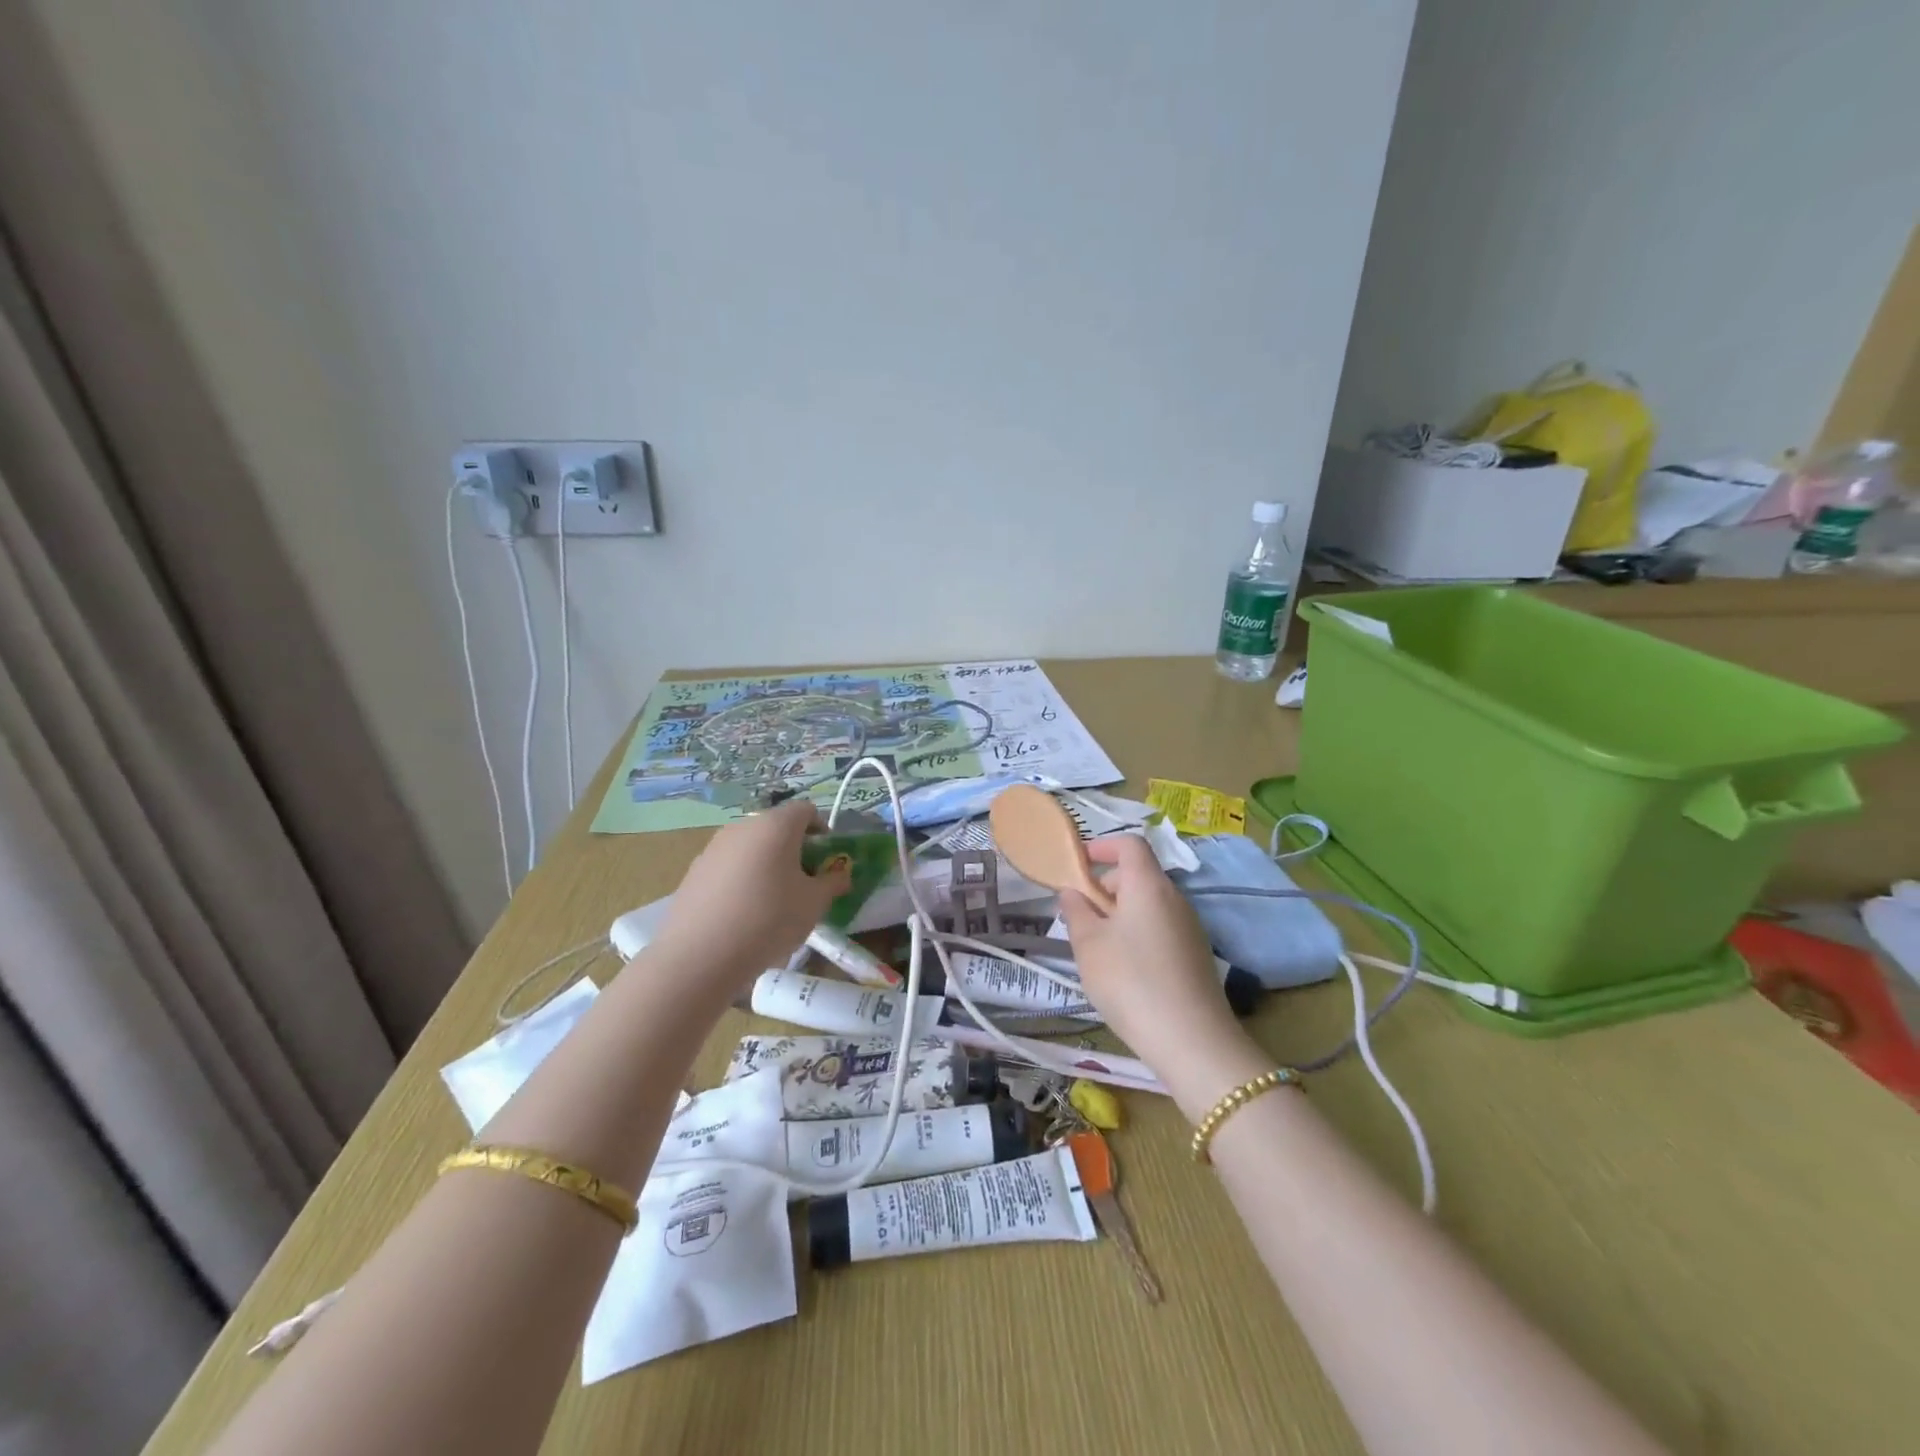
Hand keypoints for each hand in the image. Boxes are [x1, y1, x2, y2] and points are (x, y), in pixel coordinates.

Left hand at [649, 800, 851, 990]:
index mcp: (776, 826)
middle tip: (804, 884)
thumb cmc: (769, 920)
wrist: (699, 956)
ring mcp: (714, 847)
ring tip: (772, 902)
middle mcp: (743, 827)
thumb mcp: (814, 904)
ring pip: (751, 847)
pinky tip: (742, 914)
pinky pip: (729, 866)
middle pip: (777, 827)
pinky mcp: (694, 871)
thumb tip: (840, 874)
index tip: (826, 861)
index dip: (822, 831)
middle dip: (795, 850)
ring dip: (767, 864)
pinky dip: (742, 879)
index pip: (806, 810)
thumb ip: (833, 883)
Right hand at [1057, 836, 1245, 1076]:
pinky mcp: (1195, 955)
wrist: (1191, 1040)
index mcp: (1148, 885)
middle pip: (1139, 875)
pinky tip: (1124, 969)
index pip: (1130, 844)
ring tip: (1097, 946)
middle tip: (1080, 914)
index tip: (1078, 863)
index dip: (1103, 846)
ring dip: (1120, 913)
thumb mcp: (1089, 945)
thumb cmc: (1130, 981)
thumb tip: (1072, 892)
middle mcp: (1174, 898)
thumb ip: (1076, 912)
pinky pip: (1161, 928)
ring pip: (1149, 904)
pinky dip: (1138, 933)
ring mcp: (1190, 927)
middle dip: (1106, 885)